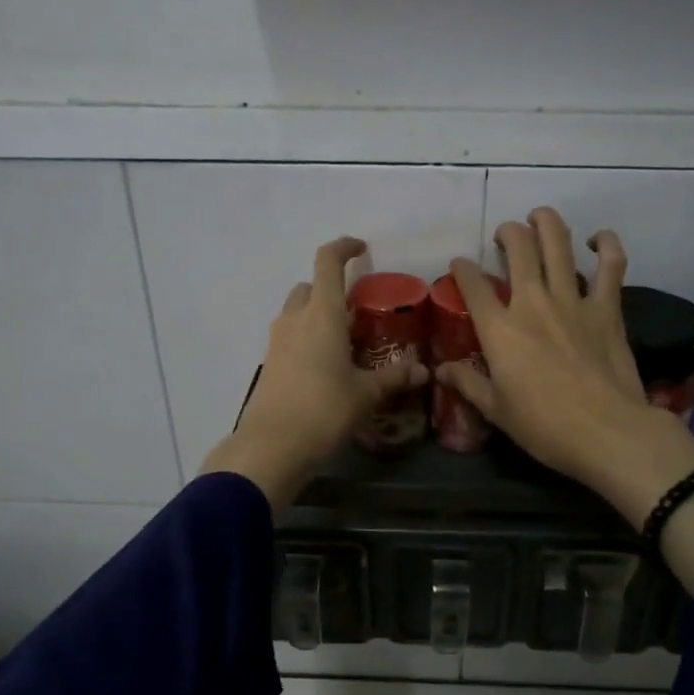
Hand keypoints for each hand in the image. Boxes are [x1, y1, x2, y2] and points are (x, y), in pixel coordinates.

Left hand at [199, 237, 426, 510]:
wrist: (272, 446)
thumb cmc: (324, 411)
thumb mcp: (366, 394)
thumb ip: (394, 377)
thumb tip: (424, 371)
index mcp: (322, 314)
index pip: (328, 262)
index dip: (344, 247)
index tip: (361, 248)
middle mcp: (295, 319)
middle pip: (309, 286)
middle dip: (331, 288)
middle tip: (357, 309)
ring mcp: (277, 341)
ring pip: (296, 311)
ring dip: (317, 314)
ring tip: (344, 339)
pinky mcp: (268, 363)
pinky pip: (289, 336)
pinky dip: (306, 338)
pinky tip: (325, 365)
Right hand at [438, 207, 668, 490]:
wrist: (605, 431)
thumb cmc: (543, 426)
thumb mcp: (495, 409)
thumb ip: (468, 383)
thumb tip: (441, 369)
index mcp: (500, 330)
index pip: (473, 285)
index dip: (462, 269)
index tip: (459, 265)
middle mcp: (532, 303)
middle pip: (518, 249)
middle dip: (507, 232)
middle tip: (505, 234)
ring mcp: (573, 300)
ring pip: (558, 244)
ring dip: (547, 222)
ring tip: (539, 216)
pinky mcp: (607, 308)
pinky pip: (611, 265)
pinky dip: (606, 244)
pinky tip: (598, 239)